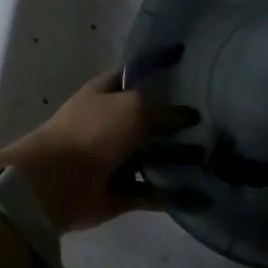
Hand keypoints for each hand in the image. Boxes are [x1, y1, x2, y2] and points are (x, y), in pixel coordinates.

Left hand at [0, 70, 196, 233]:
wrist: (55, 183)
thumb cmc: (93, 132)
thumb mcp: (135, 108)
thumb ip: (165, 111)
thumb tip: (191, 115)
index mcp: (105, 94)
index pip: (135, 77)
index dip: (160, 74)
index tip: (191, 73)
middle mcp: (109, 124)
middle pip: (147, 120)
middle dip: (175, 122)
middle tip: (212, 122)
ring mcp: (113, 160)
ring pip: (151, 158)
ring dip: (175, 160)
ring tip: (211, 158)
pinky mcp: (118, 193)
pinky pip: (149, 192)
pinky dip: (169, 194)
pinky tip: (197, 191)